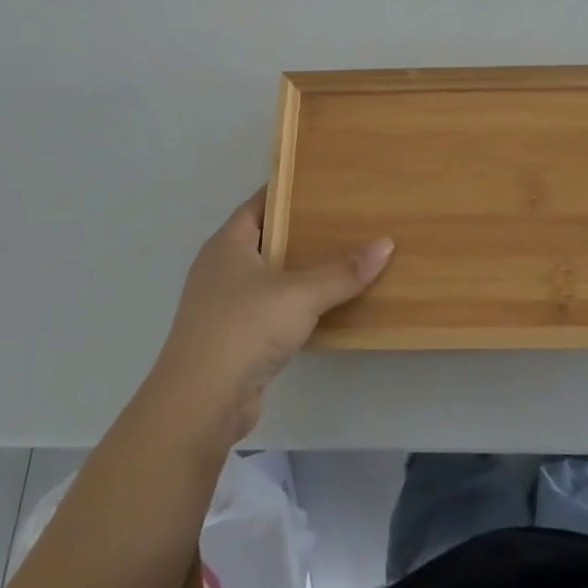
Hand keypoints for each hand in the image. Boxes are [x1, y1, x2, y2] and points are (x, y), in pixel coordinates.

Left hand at [150, 190, 393, 445]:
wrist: (200, 404)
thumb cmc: (244, 329)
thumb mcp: (301, 295)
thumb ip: (343, 272)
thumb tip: (386, 243)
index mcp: (227, 244)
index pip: (259, 204)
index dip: (288, 192)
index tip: (323, 184)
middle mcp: (220, 268)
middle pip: (265, 238)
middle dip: (300, 230)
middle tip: (343, 218)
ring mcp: (222, 306)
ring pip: (267, 276)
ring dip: (298, 271)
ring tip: (341, 258)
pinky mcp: (231, 339)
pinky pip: (268, 308)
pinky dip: (293, 304)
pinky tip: (323, 305)